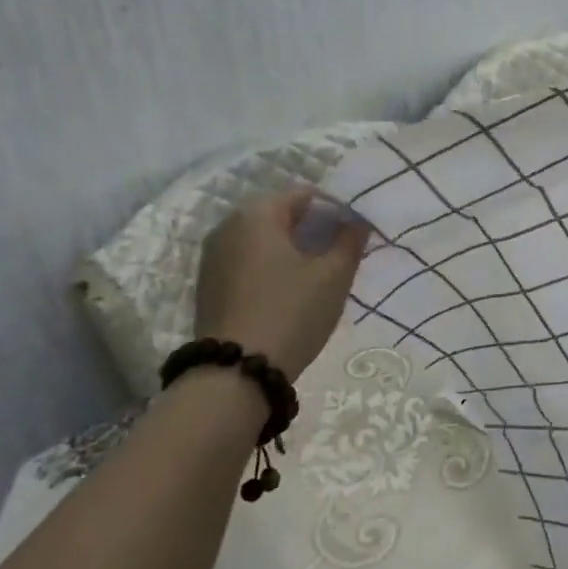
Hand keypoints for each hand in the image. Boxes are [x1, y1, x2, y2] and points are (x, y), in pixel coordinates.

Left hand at [194, 190, 368, 380]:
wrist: (236, 373)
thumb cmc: (291, 312)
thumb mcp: (334, 275)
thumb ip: (350, 241)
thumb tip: (358, 222)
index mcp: (257, 214)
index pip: (305, 195)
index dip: (336, 209)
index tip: (355, 232)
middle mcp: (228, 226)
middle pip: (281, 214)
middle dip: (313, 228)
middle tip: (341, 251)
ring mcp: (213, 257)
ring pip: (263, 239)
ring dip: (292, 248)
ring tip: (320, 272)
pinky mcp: (209, 285)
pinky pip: (248, 260)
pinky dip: (272, 266)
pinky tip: (291, 290)